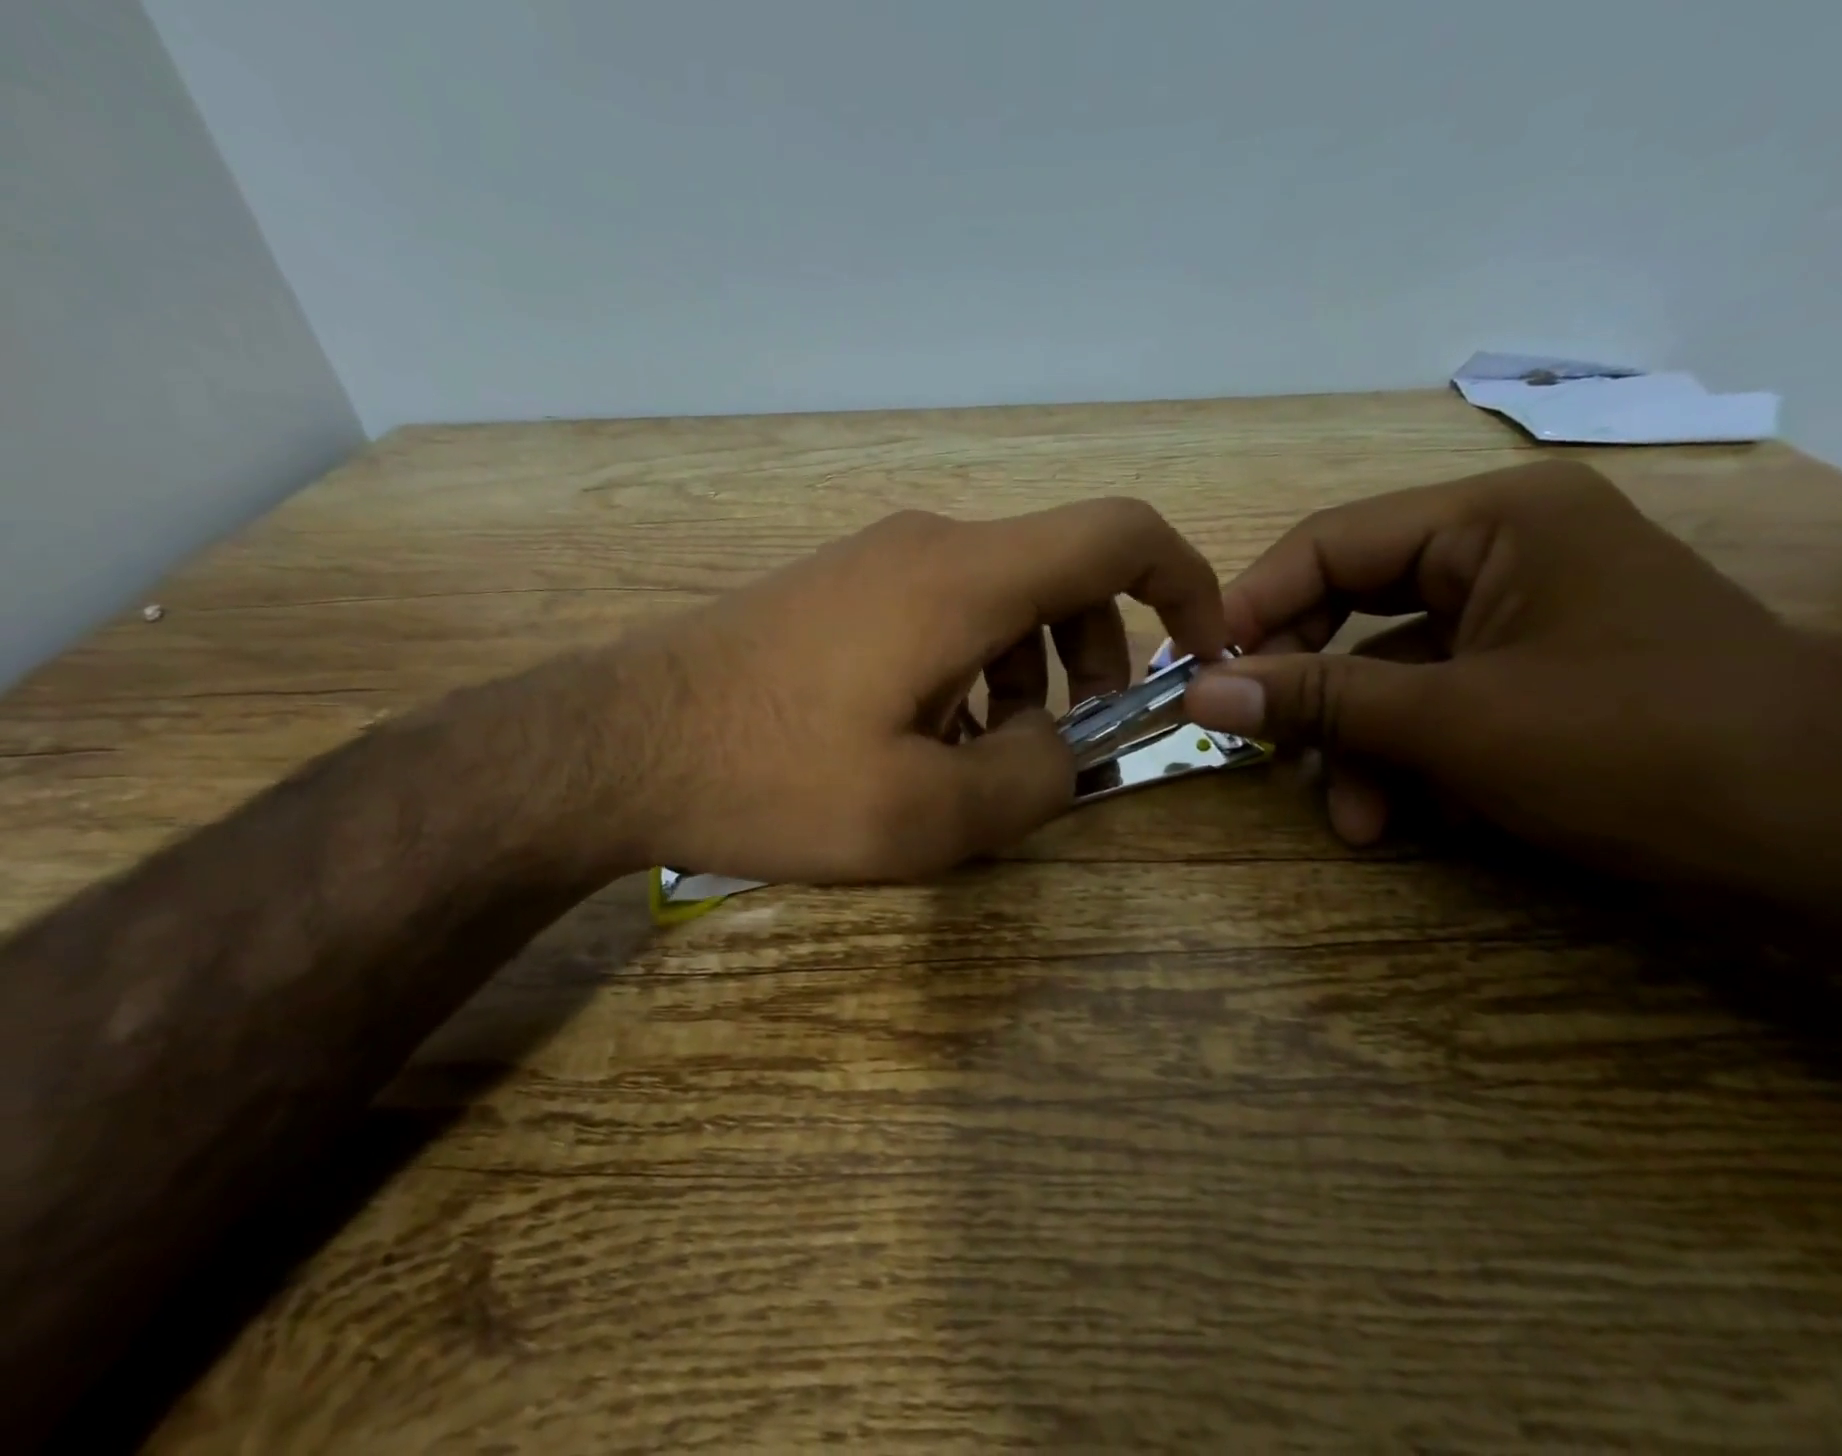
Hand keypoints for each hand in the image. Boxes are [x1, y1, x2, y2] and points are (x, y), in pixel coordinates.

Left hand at [589, 501, 1230, 882]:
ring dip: (1025, 672)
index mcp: (965, 578)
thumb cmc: (772, 778)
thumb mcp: (925, 814)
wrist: (614, 745)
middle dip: (1094, 655)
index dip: (1184, 584)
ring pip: (1000, 599)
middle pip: (1061, 572)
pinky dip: (969, 669)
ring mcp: (876, 561)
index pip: (1119, 533)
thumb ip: (1032, 780)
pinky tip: (922, 737)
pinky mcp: (838, 590)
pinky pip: (941, 613)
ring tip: (981, 755)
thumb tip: (1062, 746)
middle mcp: (929, 545)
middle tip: (1064, 741)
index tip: (1197, 654)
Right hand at [1182, 462, 1841, 929]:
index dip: (1254, 607)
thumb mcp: (1454, 723)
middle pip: (1350, 605)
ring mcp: (1518, 619)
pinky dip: (1400, 761)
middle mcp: (1501, 554)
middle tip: (1255, 736)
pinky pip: (1429, 705)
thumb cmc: (1640, 750)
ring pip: (1384, 669)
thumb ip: (1316, 700)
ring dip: (1352, 744)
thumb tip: (1196, 693)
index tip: (1197, 671)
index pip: (1329, 543)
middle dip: (1305, 684)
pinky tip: (1391, 820)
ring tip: (1346, 816)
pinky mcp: (1529, 678)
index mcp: (1491, 522)